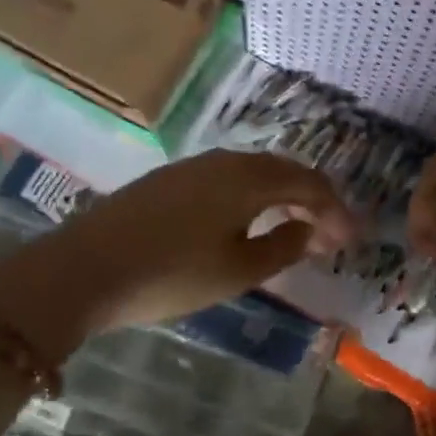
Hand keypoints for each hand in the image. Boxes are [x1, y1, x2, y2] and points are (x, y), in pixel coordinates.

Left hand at [0, 150, 355, 344]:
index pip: (309, 183)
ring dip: (282, 197)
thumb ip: (283, 247)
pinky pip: (227, 180)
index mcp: (248, 178)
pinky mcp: (168, 181)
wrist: (84, 269)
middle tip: (329, 236)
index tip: (352, 239)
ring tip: (295, 228)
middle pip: (283, 171)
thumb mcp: (238, 270)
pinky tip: (247, 222)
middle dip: (313, 201)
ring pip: (253, 173)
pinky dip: (252, 197)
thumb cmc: (171, 274)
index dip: (337, 210)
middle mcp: (224, 161)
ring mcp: (192, 167)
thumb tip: (312, 230)